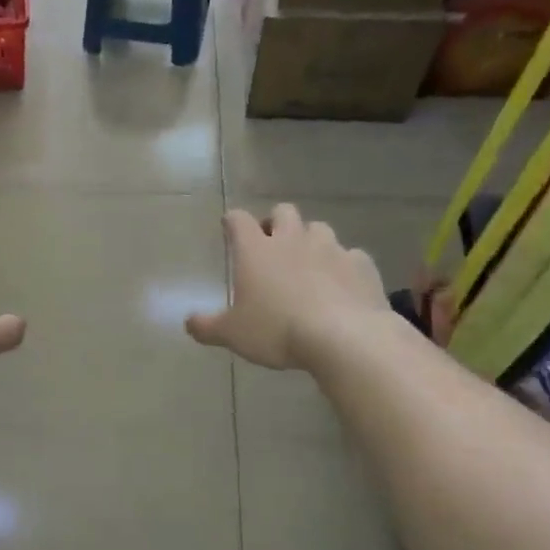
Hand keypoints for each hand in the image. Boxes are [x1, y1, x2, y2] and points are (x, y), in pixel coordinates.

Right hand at [187, 205, 388, 370]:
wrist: (344, 337)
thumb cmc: (277, 330)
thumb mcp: (233, 334)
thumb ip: (207, 327)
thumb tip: (188, 323)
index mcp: (256, 250)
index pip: (238, 220)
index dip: (232, 222)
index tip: (229, 228)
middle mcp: (292, 239)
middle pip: (283, 212)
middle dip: (275, 223)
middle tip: (271, 245)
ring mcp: (330, 248)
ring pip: (319, 229)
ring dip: (311, 240)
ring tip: (308, 263)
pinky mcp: (361, 264)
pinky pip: (351, 256)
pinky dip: (344, 266)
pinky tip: (342, 285)